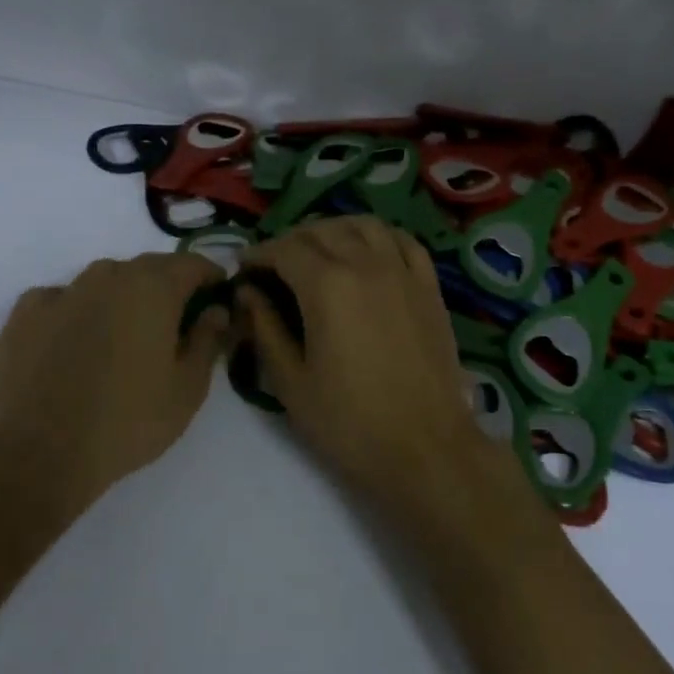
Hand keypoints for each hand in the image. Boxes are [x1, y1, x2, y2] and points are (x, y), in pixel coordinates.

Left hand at [0, 252, 230, 509]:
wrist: (40, 453)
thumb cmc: (128, 421)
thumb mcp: (188, 389)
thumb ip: (208, 340)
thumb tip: (216, 310)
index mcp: (154, 289)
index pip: (192, 264)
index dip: (210, 277)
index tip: (218, 297)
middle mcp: (109, 277)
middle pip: (149, 267)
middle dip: (168, 285)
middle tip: (175, 321)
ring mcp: (63, 292)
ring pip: (104, 279)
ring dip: (122, 295)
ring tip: (124, 332)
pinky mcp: (25, 314)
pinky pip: (62, 298)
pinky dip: (76, 309)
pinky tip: (75, 338)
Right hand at [236, 218, 540, 540]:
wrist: (425, 448)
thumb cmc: (350, 423)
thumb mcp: (291, 383)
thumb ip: (265, 328)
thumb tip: (247, 293)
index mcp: (327, 286)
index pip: (284, 250)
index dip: (259, 254)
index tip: (244, 268)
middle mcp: (366, 264)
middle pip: (321, 232)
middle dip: (290, 241)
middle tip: (274, 265)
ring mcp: (403, 272)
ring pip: (364, 225)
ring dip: (334, 230)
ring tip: (318, 250)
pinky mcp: (429, 287)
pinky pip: (402, 242)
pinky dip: (378, 236)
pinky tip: (368, 251)